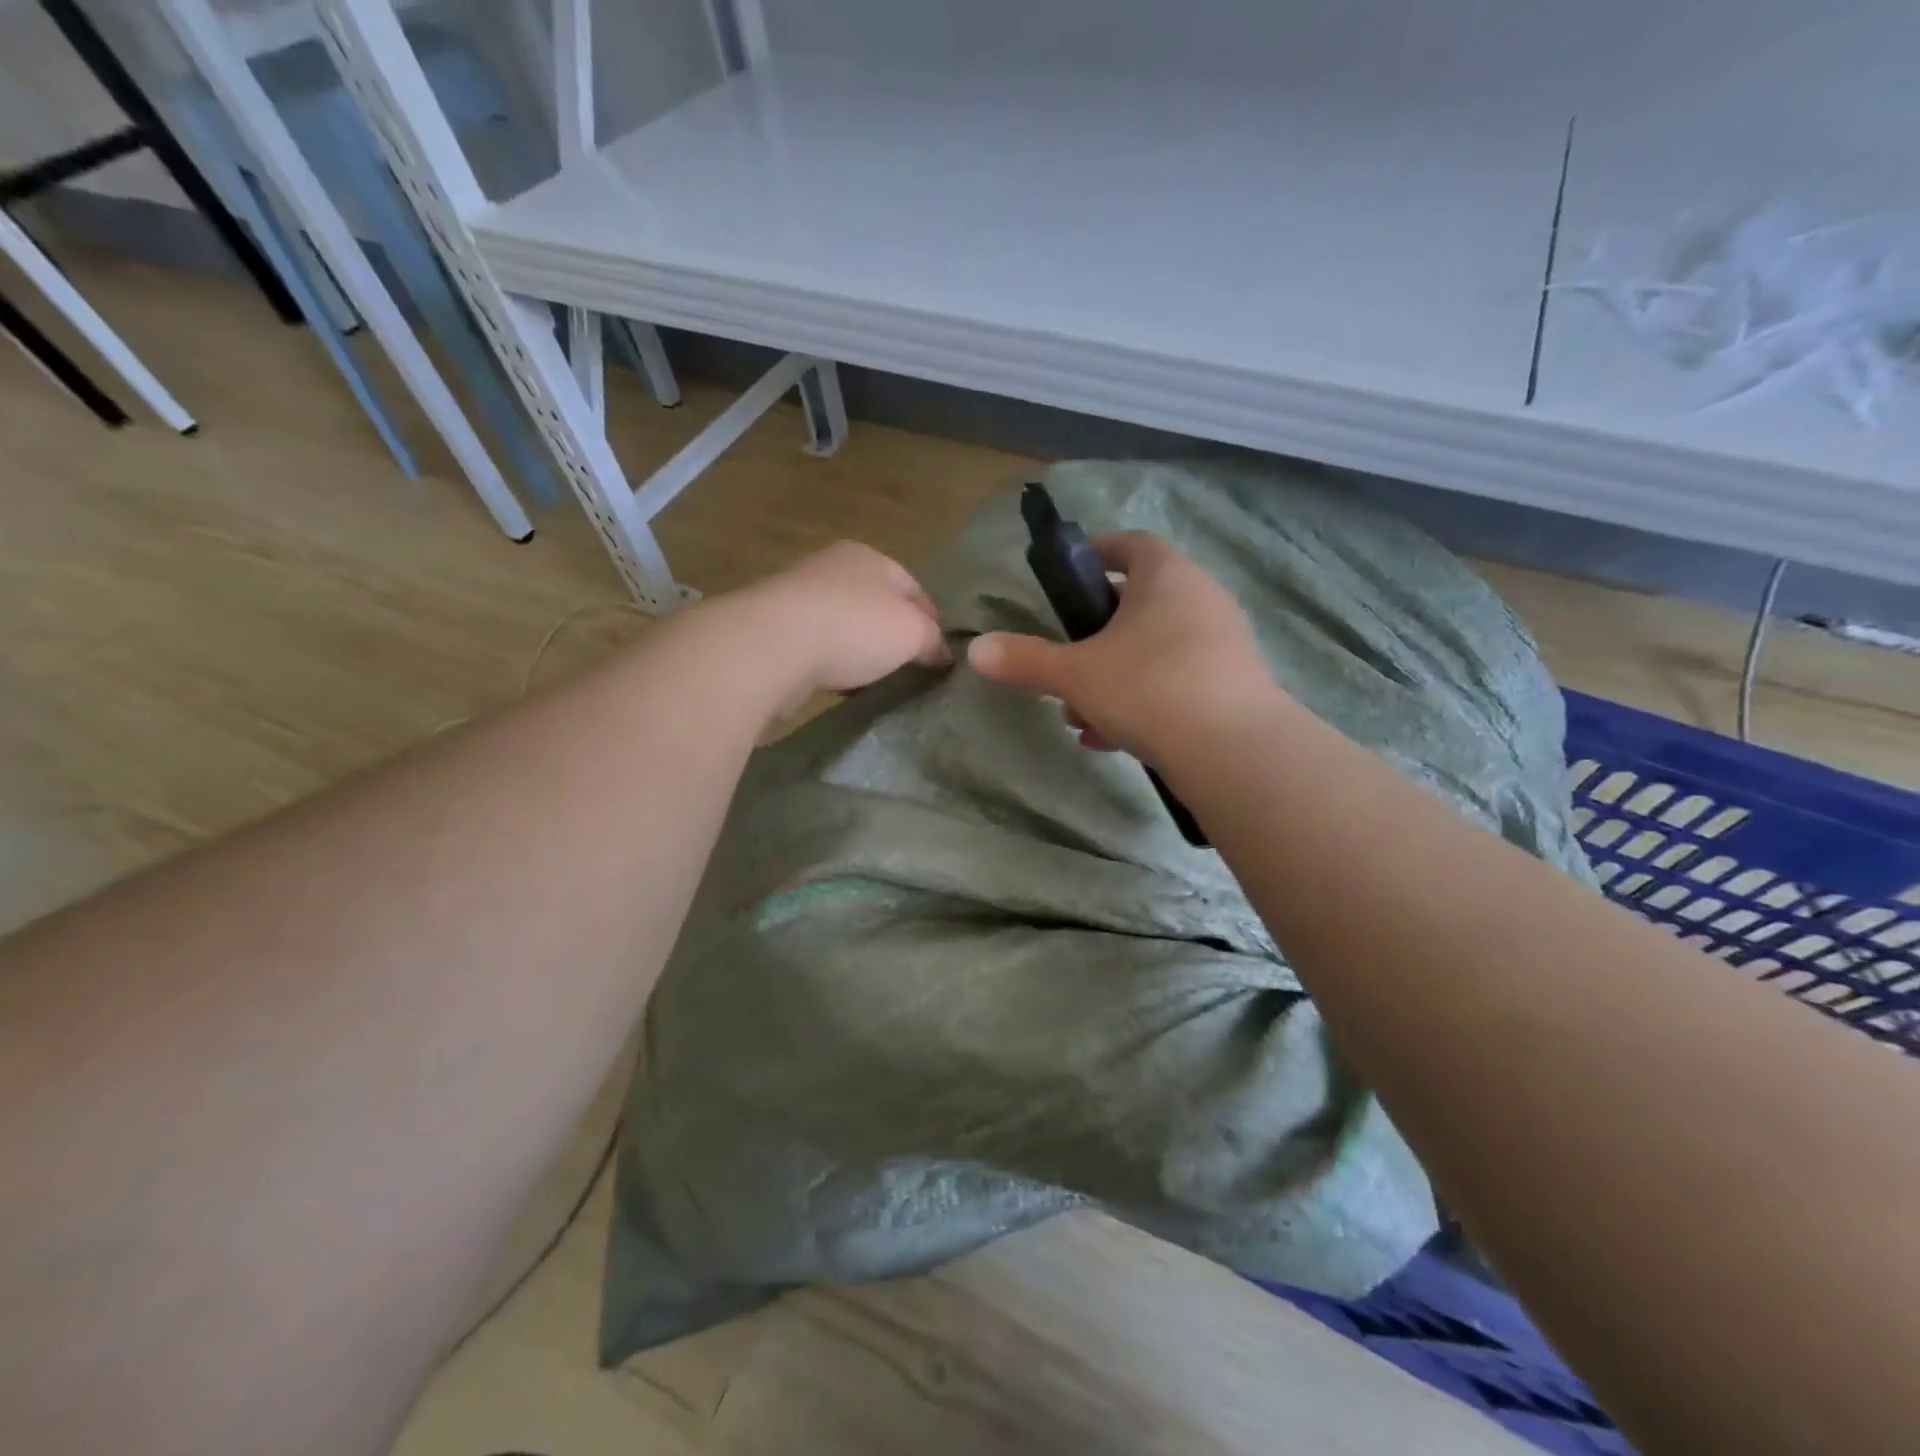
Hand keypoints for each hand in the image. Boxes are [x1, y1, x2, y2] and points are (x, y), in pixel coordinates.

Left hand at [723, 541, 950, 715]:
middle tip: (910, 669)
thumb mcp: (912, 632)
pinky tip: (839, 684)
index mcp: (869, 557)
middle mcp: (832, 568)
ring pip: (844, 625)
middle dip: (893, 635)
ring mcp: (799, 597)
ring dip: (860, 651)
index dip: (932, 619)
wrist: (772, 645)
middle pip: (876, 604)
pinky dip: (831, 663)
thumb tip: (942, 655)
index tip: (941, 654)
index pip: (912, 586)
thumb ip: (932, 640)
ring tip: (875, 681)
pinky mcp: (775, 629)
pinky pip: (816, 646)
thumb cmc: (854, 628)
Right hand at [968, 532, 1282, 766]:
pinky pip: (1176, 680)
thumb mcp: (1075, 674)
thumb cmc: (1148, 687)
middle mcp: (1201, 599)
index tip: (1072, 573)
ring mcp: (1222, 642)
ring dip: (1114, 676)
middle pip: (1140, 604)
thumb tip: (975, 650)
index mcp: (1166, 577)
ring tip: (1081, 715)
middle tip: (1067, 663)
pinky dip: (1142, 701)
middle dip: (1096, 636)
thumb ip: (1025, 660)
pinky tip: (1112, 739)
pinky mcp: (1232, 684)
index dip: (1098, 552)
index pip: (1131, 545)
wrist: (1232, 748)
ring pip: (1154, 649)